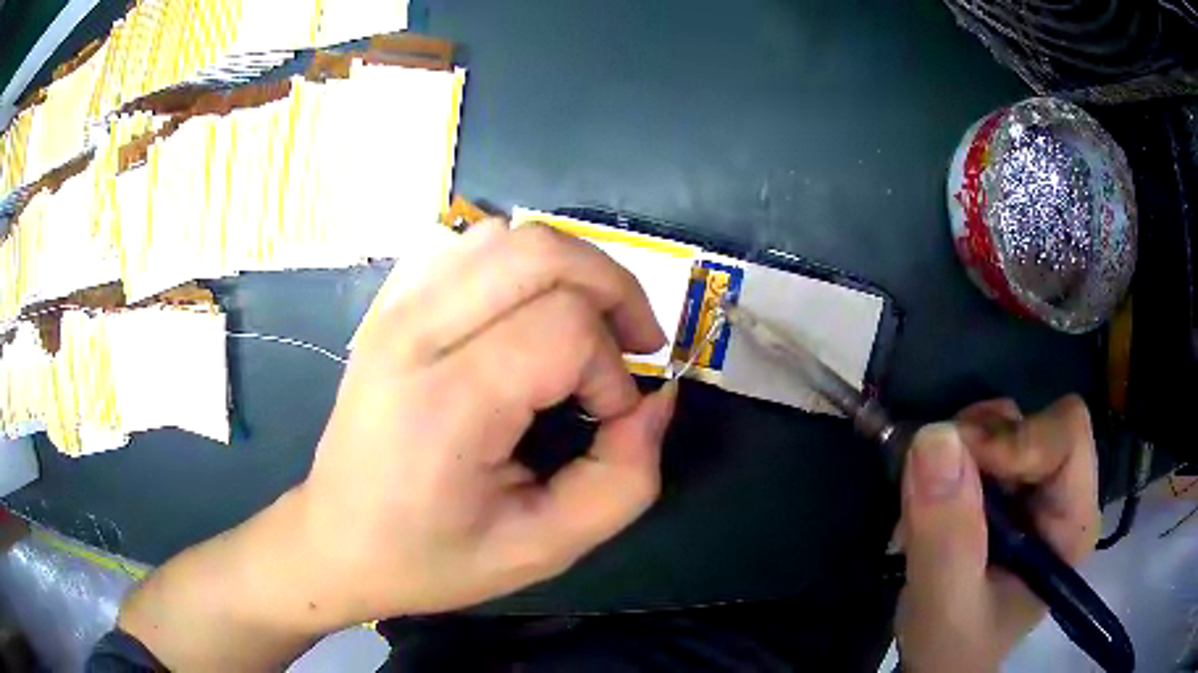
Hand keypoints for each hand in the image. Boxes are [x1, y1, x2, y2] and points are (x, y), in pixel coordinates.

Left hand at [298, 219, 677, 622]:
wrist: (337, 540)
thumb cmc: (433, 556)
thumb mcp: (544, 547)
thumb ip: (623, 479)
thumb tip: (657, 400)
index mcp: (446, 403)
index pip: (564, 328)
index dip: (612, 370)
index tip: (609, 420)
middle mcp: (414, 334)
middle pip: (539, 252)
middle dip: (611, 287)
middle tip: (634, 342)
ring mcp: (394, 309)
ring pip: (505, 236)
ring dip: (569, 270)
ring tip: (586, 326)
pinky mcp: (388, 305)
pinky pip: (467, 247)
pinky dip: (518, 265)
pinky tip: (525, 314)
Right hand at [895, 396, 1099, 671]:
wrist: (938, 663)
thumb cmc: (953, 648)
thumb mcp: (946, 606)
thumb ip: (947, 536)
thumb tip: (933, 437)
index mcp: (1073, 521)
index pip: (1067, 436)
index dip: (1015, 439)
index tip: (957, 464)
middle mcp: (1062, 493)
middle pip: (1033, 421)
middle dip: (979, 443)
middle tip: (932, 484)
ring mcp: (1033, 488)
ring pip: (1003, 425)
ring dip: (958, 453)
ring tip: (926, 505)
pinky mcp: (1005, 489)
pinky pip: (978, 444)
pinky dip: (946, 462)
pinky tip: (928, 505)